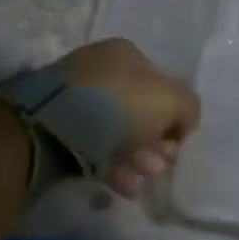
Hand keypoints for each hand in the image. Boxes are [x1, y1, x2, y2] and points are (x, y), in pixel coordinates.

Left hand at [52, 37, 201, 197]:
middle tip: (158, 166)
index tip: (174, 145)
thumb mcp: (171, 100)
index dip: (173, 117)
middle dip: (154, 143)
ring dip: (136, 159)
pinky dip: (111, 166)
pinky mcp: (56, 127)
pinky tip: (121, 185)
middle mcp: (100, 70)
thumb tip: (182, 124)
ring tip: (140, 180)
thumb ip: (188, 108)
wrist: (50, 127)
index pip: (161, 85)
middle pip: (139, 112)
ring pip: (116, 132)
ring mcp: (75, 98)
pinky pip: (92, 147)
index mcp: (126, 54)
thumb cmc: (118, 106)